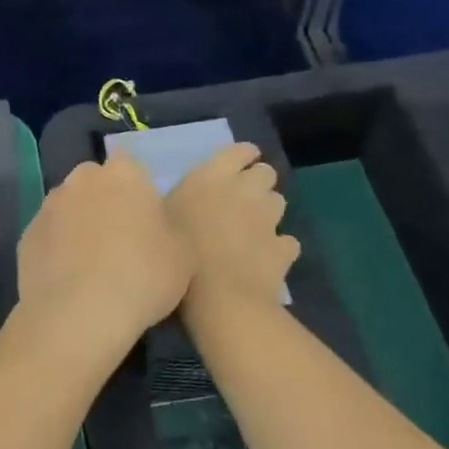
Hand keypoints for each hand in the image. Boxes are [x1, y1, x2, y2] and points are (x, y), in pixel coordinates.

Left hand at [17, 154, 191, 364]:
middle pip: (95, 184)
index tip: (145, 220)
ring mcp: (48, 206)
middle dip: (104, 203)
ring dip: (78, 226)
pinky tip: (68, 281)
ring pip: (68, 209)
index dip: (137, 192)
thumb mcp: (183, 255)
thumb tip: (154, 224)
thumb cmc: (142, 277)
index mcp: (123, 174)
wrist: (78, 314)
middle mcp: (81, 180)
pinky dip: (56, 251)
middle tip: (120, 241)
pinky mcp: (26, 236)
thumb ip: (168, 227)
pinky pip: (48, 237)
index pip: (131, 167)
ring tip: (92, 267)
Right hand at [164, 143, 298, 318]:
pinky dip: (277, 247)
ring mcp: (269, 219)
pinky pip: (286, 241)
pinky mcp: (284, 248)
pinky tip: (264, 258)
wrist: (218, 298)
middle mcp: (245, 190)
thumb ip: (179, 201)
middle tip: (240, 199)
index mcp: (212, 176)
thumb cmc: (179, 253)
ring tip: (251, 228)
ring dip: (267, 211)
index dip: (241, 156)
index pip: (239, 150)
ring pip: (278, 202)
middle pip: (265, 173)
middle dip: (257, 182)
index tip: (236, 165)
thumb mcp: (162, 219)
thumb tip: (183, 198)